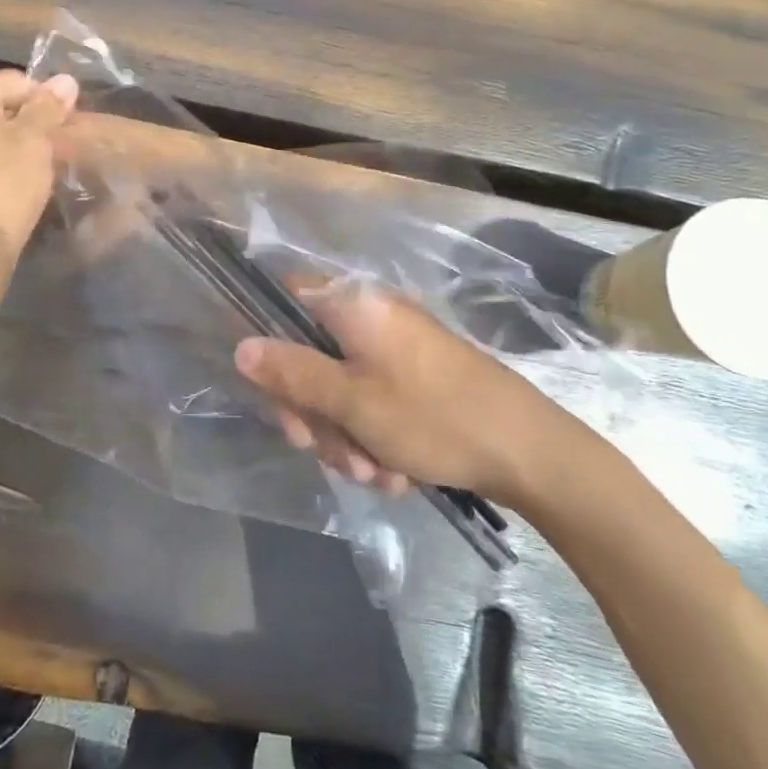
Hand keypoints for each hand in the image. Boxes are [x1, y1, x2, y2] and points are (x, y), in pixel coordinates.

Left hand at [0, 70, 77, 254]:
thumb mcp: (35, 139)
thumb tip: (66, 79)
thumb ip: (49, 106)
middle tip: (54, 147)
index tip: (64, 128)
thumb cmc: (6, 182)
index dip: (46, 102)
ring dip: (16, 141)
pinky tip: (15, 180)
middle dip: (30, 121)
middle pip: (0, 103)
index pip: (16, 81)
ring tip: (39, 165)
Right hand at [233, 282, 570, 499]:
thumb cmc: (432, 417)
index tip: (270, 391)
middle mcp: (370, 316)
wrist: (527, 451)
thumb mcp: (351, 402)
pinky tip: (395, 472)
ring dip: (344, 436)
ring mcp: (394, 347)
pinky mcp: (413, 376)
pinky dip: (373, 437)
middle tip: (322, 450)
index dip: (265, 339)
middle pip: (307, 353)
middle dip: (311, 411)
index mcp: (352, 305)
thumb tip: (240, 346)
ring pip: (337, 387)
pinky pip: (370, 401)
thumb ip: (292, 373)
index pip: (284, 297)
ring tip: (374, 472)